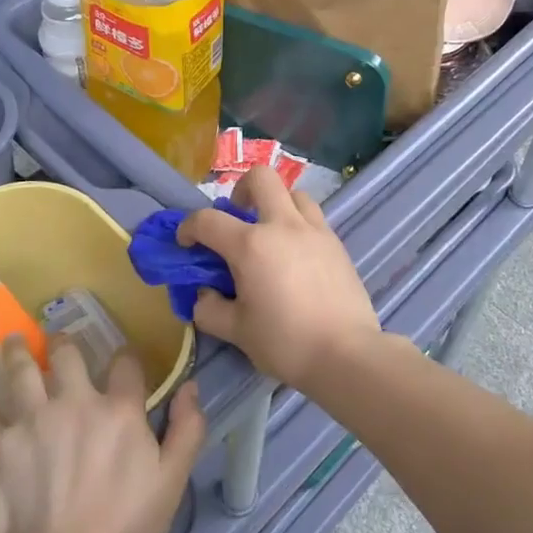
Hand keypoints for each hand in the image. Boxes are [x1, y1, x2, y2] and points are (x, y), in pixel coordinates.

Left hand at [0, 338, 203, 532]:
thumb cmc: (122, 528)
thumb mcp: (171, 482)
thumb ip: (187, 431)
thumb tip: (191, 387)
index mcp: (118, 409)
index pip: (125, 364)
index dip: (126, 357)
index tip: (123, 360)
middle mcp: (74, 402)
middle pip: (65, 356)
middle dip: (62, 343)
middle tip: (56, 337)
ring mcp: (32, 420)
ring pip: (21, 371)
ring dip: (18, 353)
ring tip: (15, 341)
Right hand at [175, 168, 379, 392]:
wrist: (347, 354)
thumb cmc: (286, 342)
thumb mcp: (236, 331)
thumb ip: (210, 309)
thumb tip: (204, 294)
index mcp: (251, 245)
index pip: (208, 220)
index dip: (189, 227)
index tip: (186, 243)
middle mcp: (283, 225)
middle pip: (261, 178)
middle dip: (241, 189)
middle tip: (236, 216)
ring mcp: (314, 230)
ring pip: (293, 193)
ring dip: (275, 203)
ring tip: (270, 233)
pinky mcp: (336, 243)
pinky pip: (313, 217)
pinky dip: (298, 224)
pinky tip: (295, 255)